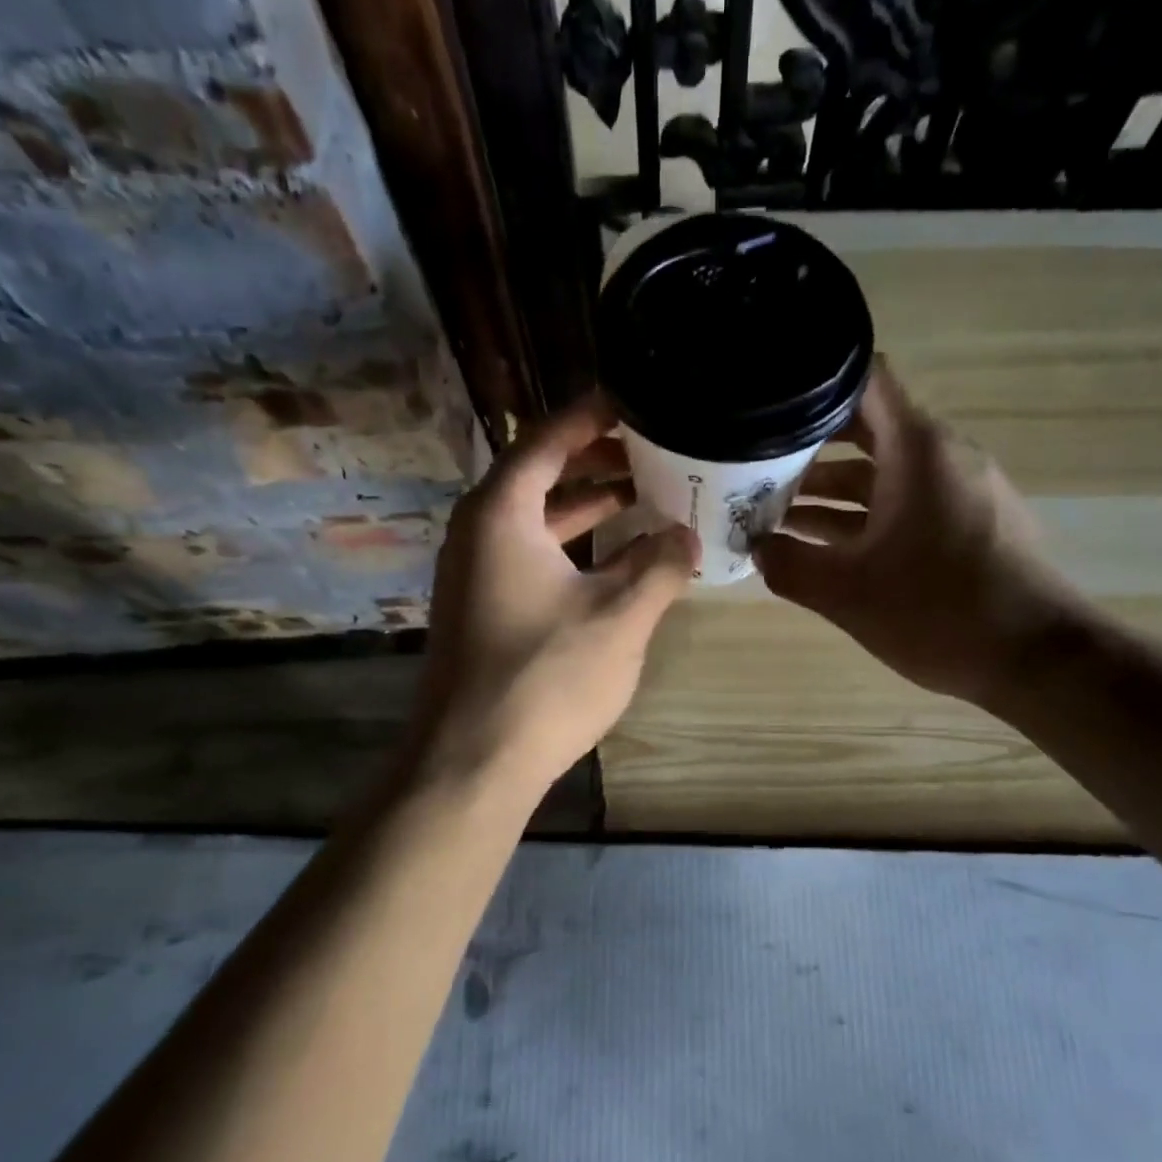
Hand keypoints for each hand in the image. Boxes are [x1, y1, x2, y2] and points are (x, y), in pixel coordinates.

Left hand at [411, 394, 698, 800]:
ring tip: (645, 496)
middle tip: (652, 449)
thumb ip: (659, 565)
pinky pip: (533, 556)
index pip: (546, 440)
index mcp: (502, 514)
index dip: (590, 416)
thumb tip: (687, 534)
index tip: (633, 399)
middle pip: (540, 475)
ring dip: (588, 507)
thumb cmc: (545, 676)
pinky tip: (617, 559)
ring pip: (538, 521)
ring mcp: (477, 573)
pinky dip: (574, 547)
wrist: (473, 762)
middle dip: (596, 460)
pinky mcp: (485, 609)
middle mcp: (479, 532)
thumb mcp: (619, 615)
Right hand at [754, 360, 1082, 707]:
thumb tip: (756, 548)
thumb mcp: (846, 593)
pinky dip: (864, 515)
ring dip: (831, 489)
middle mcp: (942, 456)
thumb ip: (789, 565)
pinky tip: (822, 545)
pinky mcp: (968, 523)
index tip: (770, 403)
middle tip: (755, 462)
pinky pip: (906, 502)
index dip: (815, 384)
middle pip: (867, 428)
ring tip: (775, 511)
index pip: (865, 380)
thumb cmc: (938, 613)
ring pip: (884, 472)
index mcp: (918, 450)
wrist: (1037, 660)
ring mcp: (959, 490)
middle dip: (809, 445)